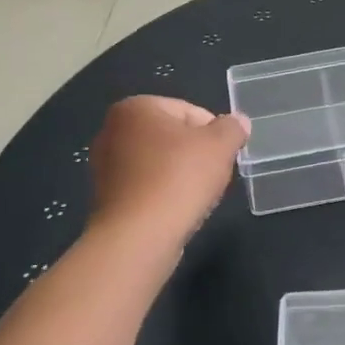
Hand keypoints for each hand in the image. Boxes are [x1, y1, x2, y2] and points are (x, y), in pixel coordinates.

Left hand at [88, 96, 248, 241]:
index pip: (189, 111)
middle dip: (195, 154)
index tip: (223, 157)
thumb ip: (232, 128)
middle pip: (172, 137)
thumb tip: (238, 122)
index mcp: (136, 107)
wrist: (138, 236)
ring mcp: (105, 165)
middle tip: (212, 176)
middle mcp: (112, 130)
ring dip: (180, 176)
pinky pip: (145, 187)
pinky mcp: (106, 197)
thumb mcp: (220, 146)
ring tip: (194, 197)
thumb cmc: (179, 179)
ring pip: (159, 163)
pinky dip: (162, 194)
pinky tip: (175, 210)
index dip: (214, 134)